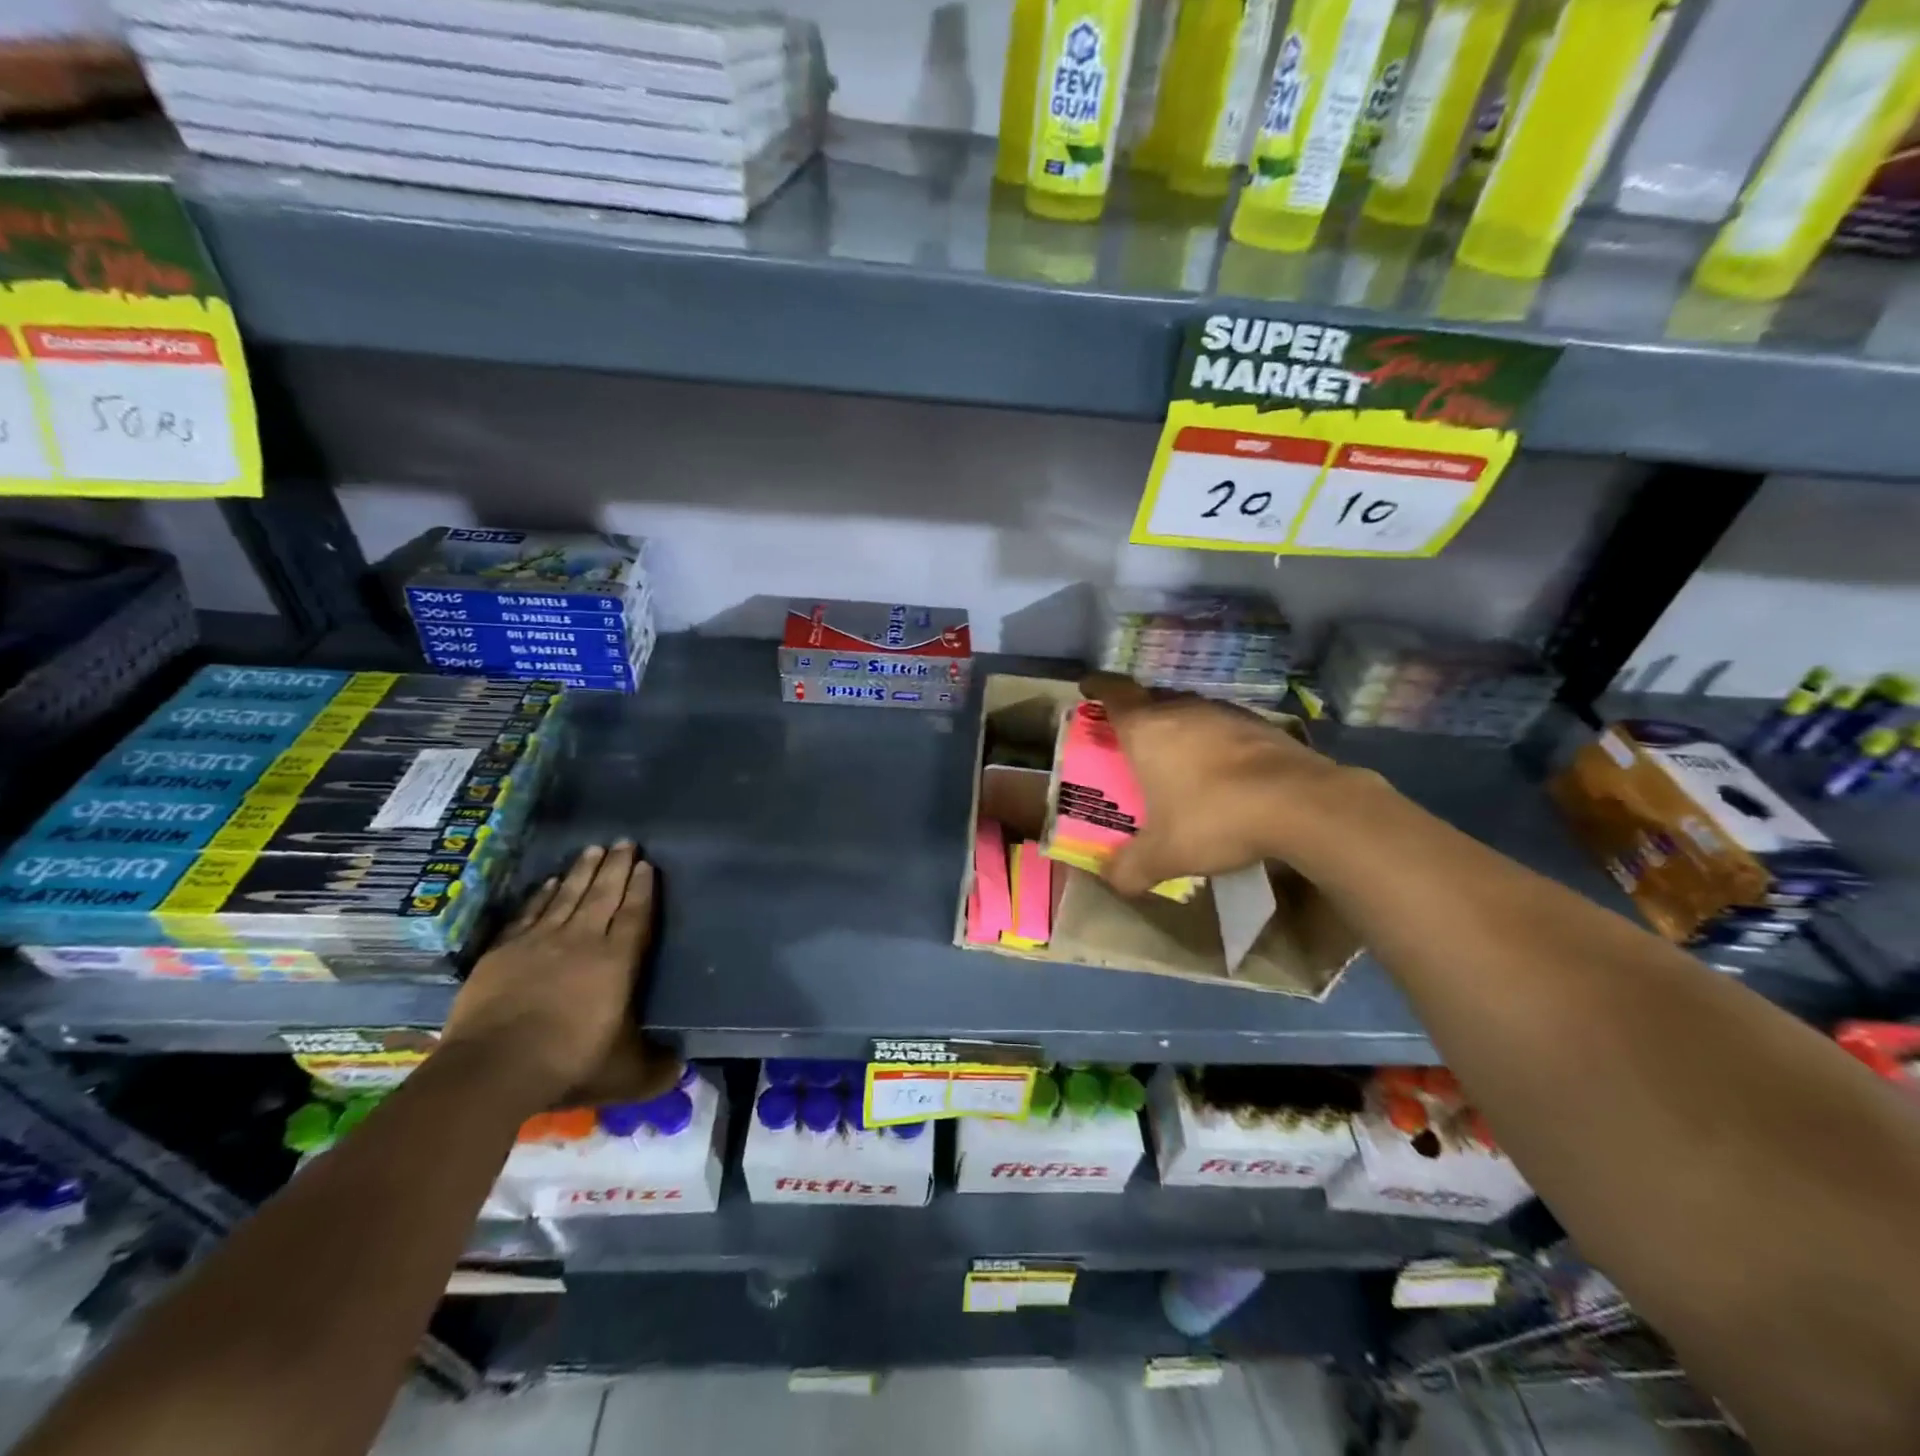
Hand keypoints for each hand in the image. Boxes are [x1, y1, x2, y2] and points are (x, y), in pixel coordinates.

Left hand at [440, 843, 679, 1109]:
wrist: (492, 1069)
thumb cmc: (569, 1064)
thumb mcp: (625, 1074)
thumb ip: (657, 1069)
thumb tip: (683, 1069)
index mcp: (617, 961)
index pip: (635, 914)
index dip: (643, 888)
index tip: (647, 864)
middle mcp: (582, 941)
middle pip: (603, 894)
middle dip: (616, 866)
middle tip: (625, 841)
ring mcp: (540, 943)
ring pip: (567, 896)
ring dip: (582, 871)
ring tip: (593, 849)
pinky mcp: (504, 952)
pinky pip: (530, 913)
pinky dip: (542, 895)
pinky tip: (550, 882)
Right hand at [1080, 672, 1353, 896]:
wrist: (1302, 805)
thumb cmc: (1214, 817)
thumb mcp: (1164, 855)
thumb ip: (1130, 868)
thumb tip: (1111, 880)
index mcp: (1147, 729)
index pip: (1114, 692)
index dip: (1098, 687)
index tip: (1088, 689)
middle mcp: (1183, 710)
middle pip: (1152, 699)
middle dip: (1138, 714)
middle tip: (1130, 739)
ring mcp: (1226, 714)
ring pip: (1191, 711)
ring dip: (1179, 728)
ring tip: (1176, 757)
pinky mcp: (1263, 726)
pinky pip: (1224, 727)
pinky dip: (1215, 742)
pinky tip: (1222, 772)